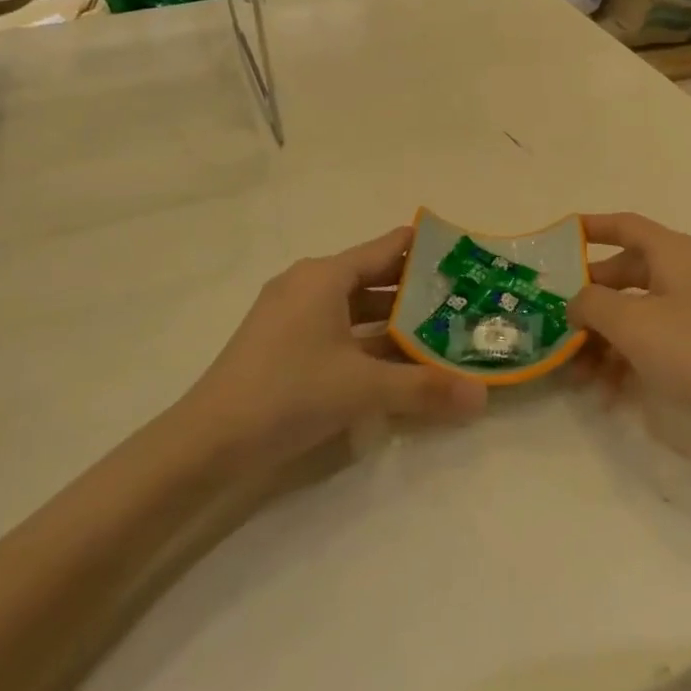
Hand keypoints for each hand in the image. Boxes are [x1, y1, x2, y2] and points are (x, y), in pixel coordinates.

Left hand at [184, 227, 487, 460]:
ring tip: (441, 336)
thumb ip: (425, 388)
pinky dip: (368, 342)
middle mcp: (309, 284)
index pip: (388, 248)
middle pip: (375, 279)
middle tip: (465, 304)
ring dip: (395, 323)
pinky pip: (338, 330)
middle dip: (418, 294)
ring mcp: (292, 314)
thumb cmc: (288, 392)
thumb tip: (483, 398)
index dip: (428, 252)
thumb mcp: (363, 388)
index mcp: (325, 275)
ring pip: (357, 309)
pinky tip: (397, 364)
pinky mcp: (283, 343)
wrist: (207, 442)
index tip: (467, 261)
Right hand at [568, 213, 690, 437]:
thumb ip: (591, 303)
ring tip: (577, 375)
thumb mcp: (632, 322)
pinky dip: (628, 361)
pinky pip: (653, 342)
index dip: (590, 228)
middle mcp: (683, 274)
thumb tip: (576, 302)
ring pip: (635, 314)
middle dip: (589, 302)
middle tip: (557, 324)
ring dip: (603, 340)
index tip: (556, 240)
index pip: (624, 226)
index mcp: (671, 253)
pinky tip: (608, 395)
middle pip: (623, 274)